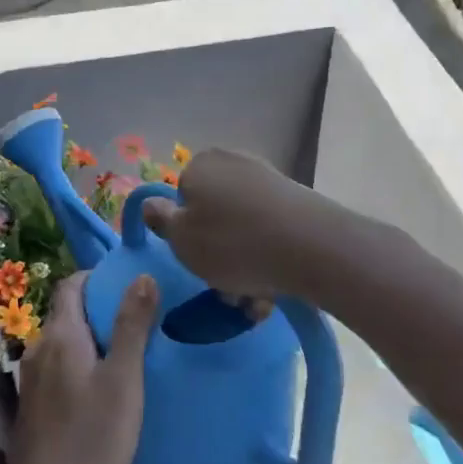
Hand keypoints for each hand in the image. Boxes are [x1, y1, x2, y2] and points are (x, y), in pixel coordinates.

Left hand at [7, 273, 155, 463]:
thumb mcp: (123, 379)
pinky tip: (106, 387)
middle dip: (101, 309)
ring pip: (66, 342)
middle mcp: (40, 348)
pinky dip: (83, 363)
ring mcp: (33, 378)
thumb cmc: (90, 437)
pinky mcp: (34, 404)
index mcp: (60, 335)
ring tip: (129, 353)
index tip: (130, 284)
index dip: (98, 277)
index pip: (71, 284)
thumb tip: (142, 275)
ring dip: (93, 339)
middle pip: (69, 312)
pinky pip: (61, 366)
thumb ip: (132, 326)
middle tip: (141, 320)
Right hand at [140, 149, 333, 301]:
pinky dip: (268, 257)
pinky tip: (275, 289)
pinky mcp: (297, 200)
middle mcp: (233, 162)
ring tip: (254, 300)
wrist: (311, 247)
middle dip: (217, 252)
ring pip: (243, 228)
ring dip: (244, 263)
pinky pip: (270, 232)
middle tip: (225, 289)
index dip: (186, 232)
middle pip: (214, 213)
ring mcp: (268, 179)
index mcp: (199, 165)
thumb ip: (161, 220)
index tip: (196, 261)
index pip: (181, 198)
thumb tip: (150, 203)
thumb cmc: (232, 244)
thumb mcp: (181, 240)